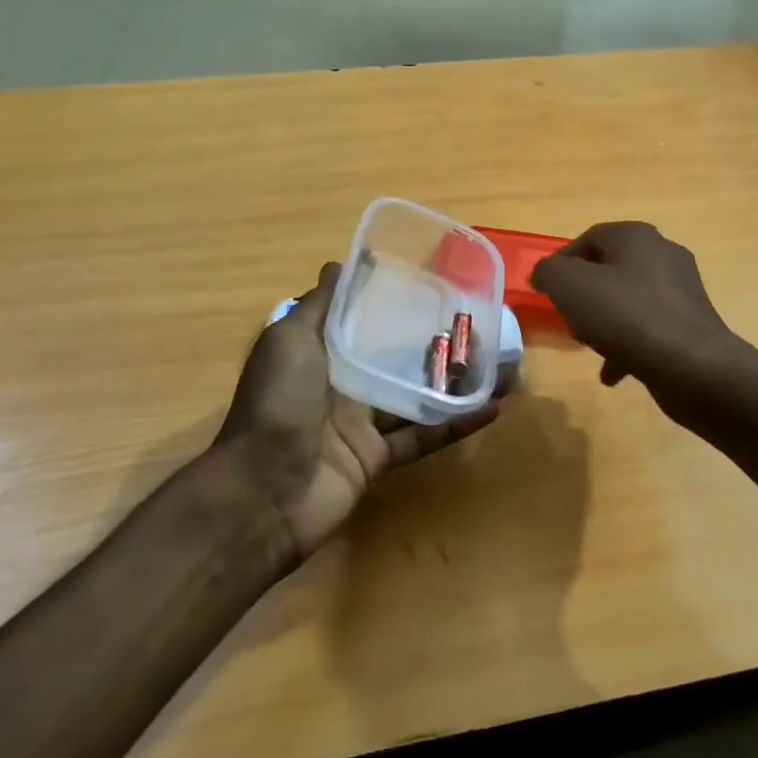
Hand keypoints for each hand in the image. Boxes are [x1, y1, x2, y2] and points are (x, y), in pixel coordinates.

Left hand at [213, 263, 499, 559]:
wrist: (261, 493)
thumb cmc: (277, 403)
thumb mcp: (291, 340)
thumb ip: (319, 305)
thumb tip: (338, 264)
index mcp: (318, 352)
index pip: (360, 320)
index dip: (390, 302)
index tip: (431, 283)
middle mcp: (340, 383)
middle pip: (394, 358)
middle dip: (432, 342)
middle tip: (478, 324)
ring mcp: (359, 423)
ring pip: (414, 396)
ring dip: (452, 382)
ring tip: (496, 364)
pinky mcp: (377, 458)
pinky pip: (422, 437)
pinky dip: (454, 425)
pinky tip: (490, 408)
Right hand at [531, 222, 742, 420]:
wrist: (692, 366)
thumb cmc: (626, 315)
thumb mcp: (569, 286)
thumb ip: (548, 272)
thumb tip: (544, 273)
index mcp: (636, 236)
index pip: (589, 237)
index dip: (562, 261)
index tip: (546, 289)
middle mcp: (663, 255)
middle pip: (610, 269)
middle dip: (583, 294)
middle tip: (567, 318)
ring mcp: (682, 291)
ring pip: (628, 300)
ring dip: (604, 321)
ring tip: (588, 346)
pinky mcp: (691, 325)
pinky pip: (648, 329)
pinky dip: (627, 346)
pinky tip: (612, 373)